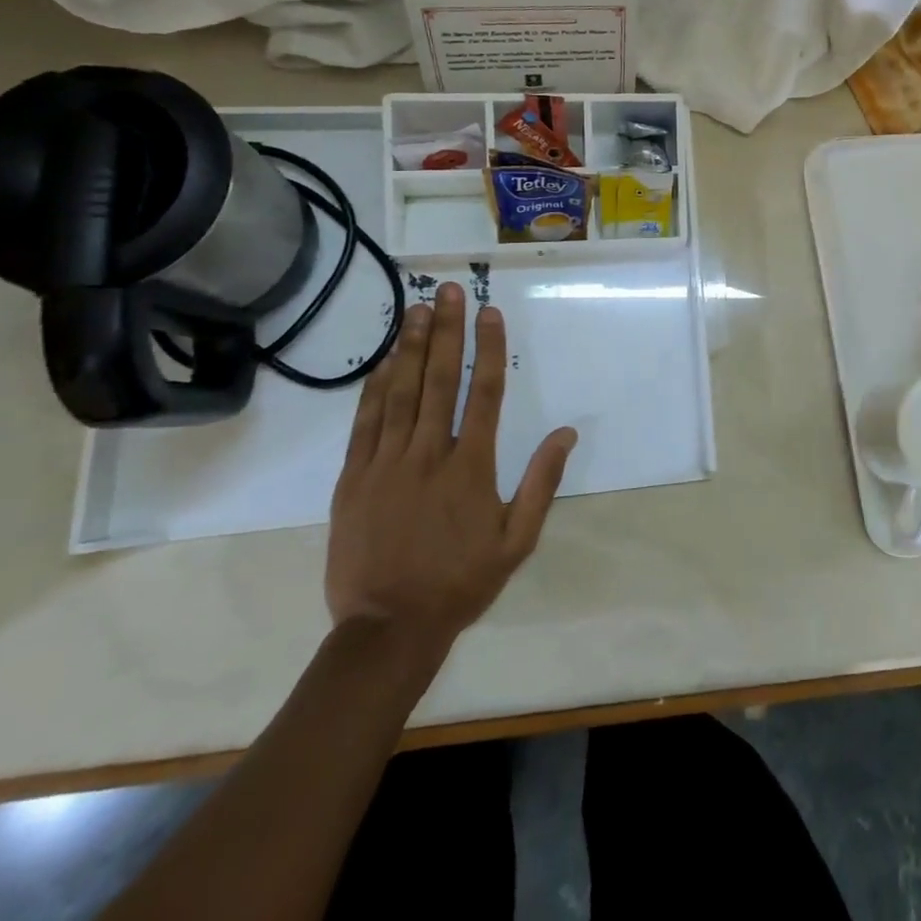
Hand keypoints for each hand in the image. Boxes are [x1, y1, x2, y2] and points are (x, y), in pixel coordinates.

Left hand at [325, 283, 576, 692]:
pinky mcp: (354, 479)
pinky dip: (375, 388)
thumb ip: (542, 482)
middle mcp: (428, 455)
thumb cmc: (461, 582)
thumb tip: (567, 433)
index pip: (483, 393)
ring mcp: (386, 464)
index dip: (488, 348)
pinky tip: (385, 361)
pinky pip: (366, 423)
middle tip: (448, 291)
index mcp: (471, 467)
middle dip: (447, 331)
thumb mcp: (517, 540)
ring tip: (417, 310)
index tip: (489, 313)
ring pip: (400, 393)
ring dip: (411, 348)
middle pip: (439, 381)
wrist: (388, 628)